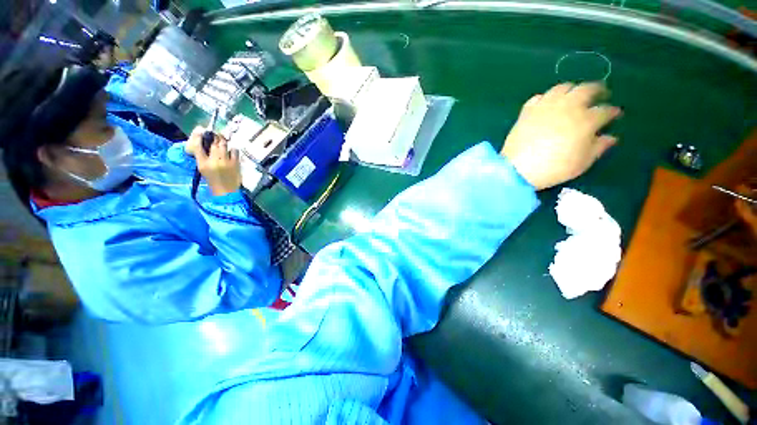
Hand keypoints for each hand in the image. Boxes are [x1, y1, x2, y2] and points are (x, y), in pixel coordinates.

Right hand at [186, 127, 240, 195]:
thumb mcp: (203, 169)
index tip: (200, 130)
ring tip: (222, 140)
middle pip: (213, 143)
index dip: (199, 136)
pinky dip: (232, 149)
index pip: (198, 146)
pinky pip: (234, 150)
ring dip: (223, 141)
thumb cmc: (213, 180)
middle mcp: (214, 161)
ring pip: (224, 145)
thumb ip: (202, 157)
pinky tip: (231, 151)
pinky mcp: (235, 163)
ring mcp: (226, 161)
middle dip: (214, 136)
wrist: (226, 191)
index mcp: (203, 163)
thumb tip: (204, 144)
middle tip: (215, 134)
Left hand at [501, 82, 621, 189]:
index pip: (605, 110)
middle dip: (598, 90)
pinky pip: (539, 97)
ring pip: (563, 88)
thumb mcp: (582, 163)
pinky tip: (548, 104)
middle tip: (600, 94)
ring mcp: (546, 106)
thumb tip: (611, 136)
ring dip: (573, 89)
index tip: (615, 114)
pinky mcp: (527, 111)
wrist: (517, 169)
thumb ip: (599, 147)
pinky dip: (547, 97)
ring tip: (574, 95)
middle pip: (587, 89)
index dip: (612, 112)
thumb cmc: (553, 168)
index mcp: (585, 120)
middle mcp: (568, 107)